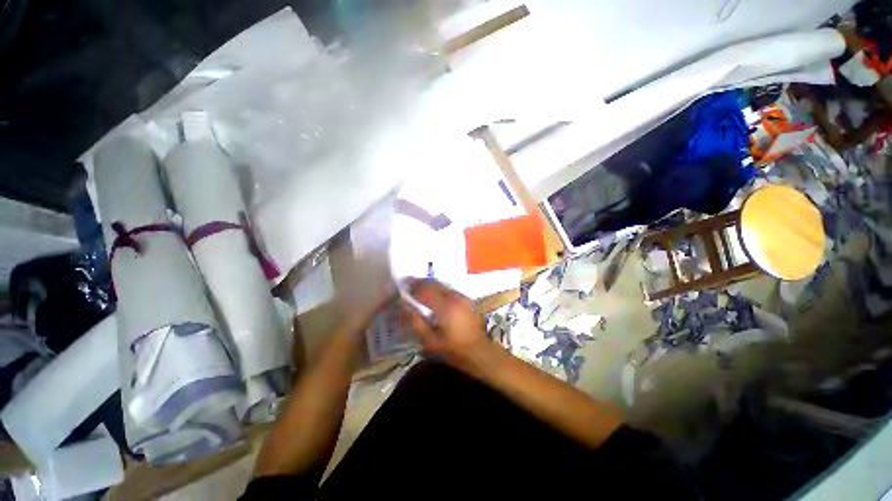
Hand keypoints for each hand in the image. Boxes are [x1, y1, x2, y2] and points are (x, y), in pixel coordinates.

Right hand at [404, 279, 492, 373]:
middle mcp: (454, 297)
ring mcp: (462, 297)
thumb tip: (406, 306)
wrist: (479, 352)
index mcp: (445, 306)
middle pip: (435, 283)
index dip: (413, 287)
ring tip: (419, 288)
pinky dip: (439, 289)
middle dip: (421, 283)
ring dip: (430, 285)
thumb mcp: (430, 341)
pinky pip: (449, 289)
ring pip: (442, 284)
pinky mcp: (466, 300)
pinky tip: (434, 295)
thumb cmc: (453, 350)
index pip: (426, 290)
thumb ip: (417, 322)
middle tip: (409, 284)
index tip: (404, 286)